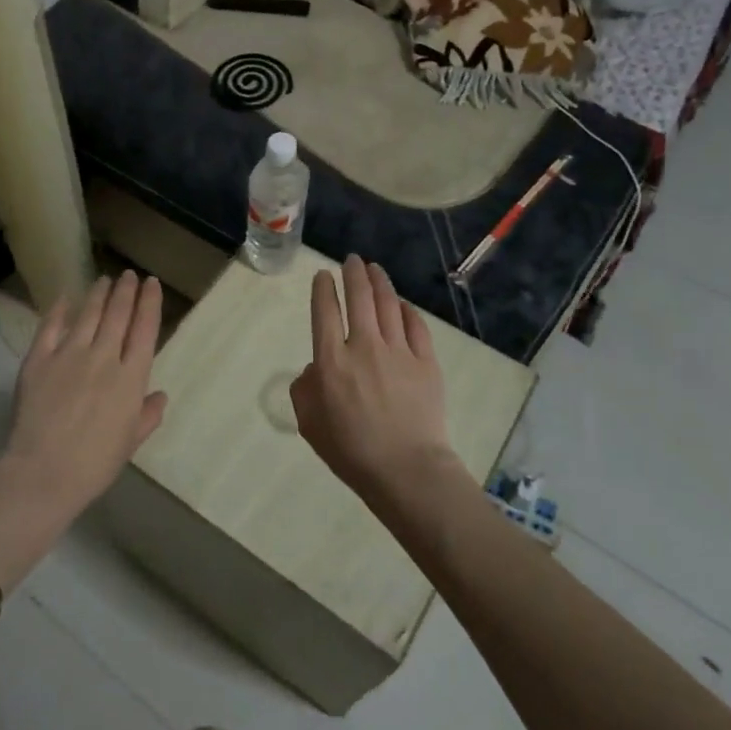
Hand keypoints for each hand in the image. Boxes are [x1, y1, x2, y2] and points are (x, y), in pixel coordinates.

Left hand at [0, 270, 167, 519]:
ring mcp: (69, 354)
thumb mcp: (131, 442)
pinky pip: (50, 326)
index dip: (150, 303)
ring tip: (104, 280)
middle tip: (129, 275)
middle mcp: (104, 357)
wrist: (44, 472)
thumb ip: (148, 415)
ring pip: (88, 314)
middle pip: (118, 314)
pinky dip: (59, 309)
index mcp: (131, 378)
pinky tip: (65, 297)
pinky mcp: (39, 359)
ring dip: (98, 294)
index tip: (152, 284)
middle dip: (126, 290)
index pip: (145, 329)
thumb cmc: (95, 464)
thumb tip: (160, 395)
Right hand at [290, 256, 458, 504]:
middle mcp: (364, 346)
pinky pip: (415, 326)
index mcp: (332, 361)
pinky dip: (407, 310)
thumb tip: (315, 369)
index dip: (323, 289)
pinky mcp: (426, 362)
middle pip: (358, 297)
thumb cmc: (351, 451)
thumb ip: (304, 389)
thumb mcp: (309, 423)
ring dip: (379, 282)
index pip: (325, 312)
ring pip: (388, 304)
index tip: (323, 276)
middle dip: (353, 273)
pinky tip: (402, 304)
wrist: (406, 470)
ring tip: (374, 268)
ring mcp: (398, 351)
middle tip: (351, 259)